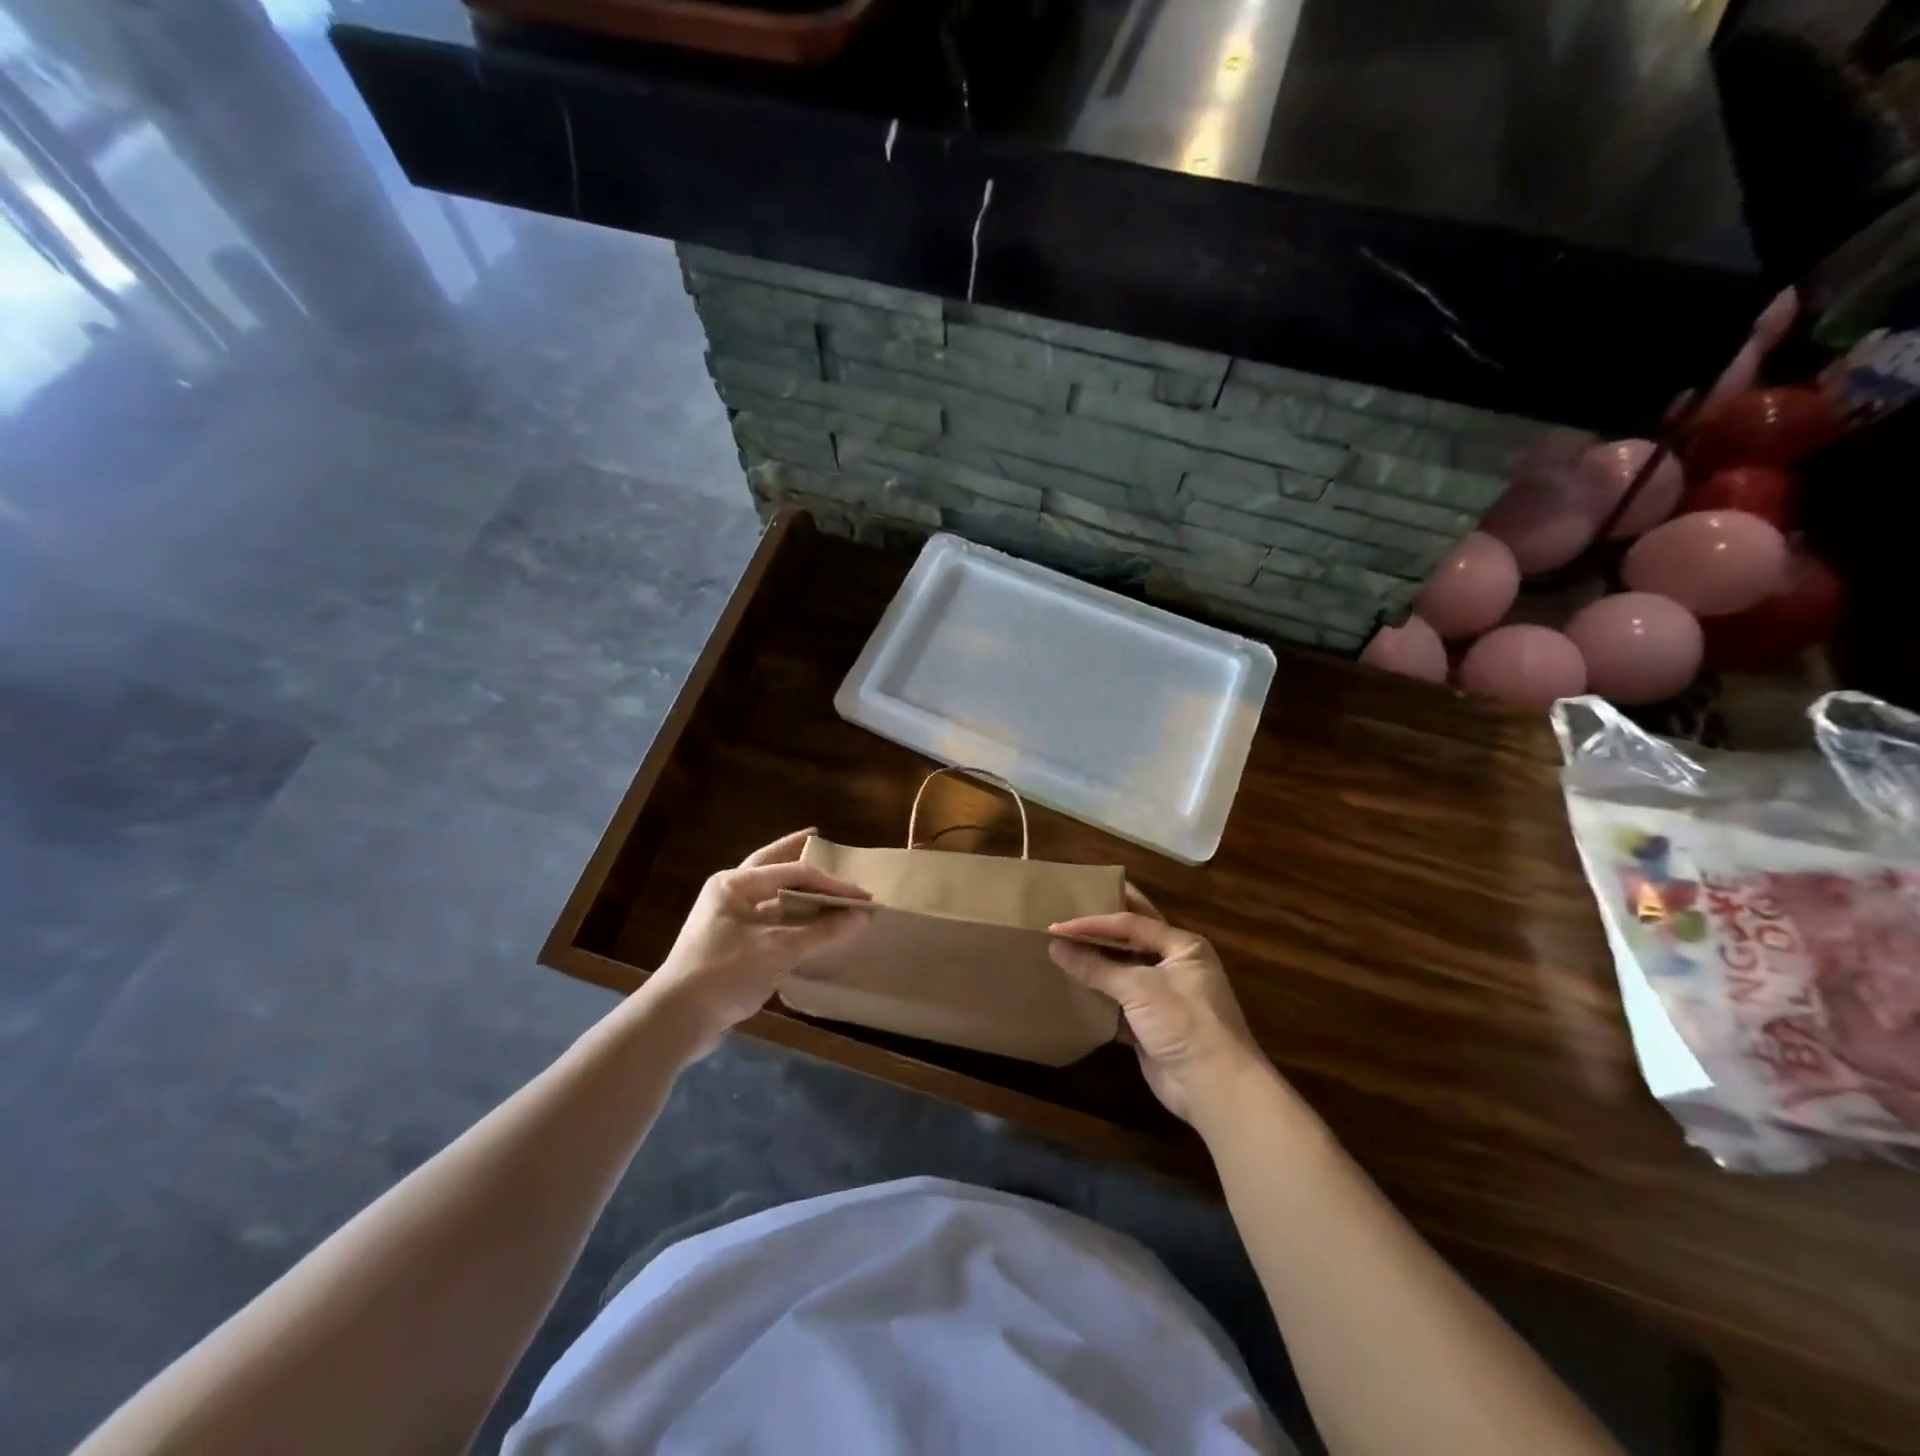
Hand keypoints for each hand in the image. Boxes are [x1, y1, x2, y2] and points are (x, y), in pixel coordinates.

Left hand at [646, 830, 870, 1057]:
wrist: (676, 1021)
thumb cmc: (724, 972)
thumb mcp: (777, 950)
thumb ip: (822, 932)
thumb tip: (864, 917)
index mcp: (734, 884)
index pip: (793, 872)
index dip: (831, 883)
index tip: (862, 896)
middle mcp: (729, 894)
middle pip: (773, 868)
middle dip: (797, 855)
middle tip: (820, 840)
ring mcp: (728, 920)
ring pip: (771, 897)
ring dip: (798, 892)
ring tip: (824, 883)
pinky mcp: (732, 946)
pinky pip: (770, 922)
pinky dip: (792, 919)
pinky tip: (810, 923)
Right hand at [1049, 890, 1266, 1127]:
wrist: (1213, 1087)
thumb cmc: (1184, 1023)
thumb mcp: (1139, 988)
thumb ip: (1096, 967)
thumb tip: (1054, 946)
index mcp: (1182, 946)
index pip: (1131, 923)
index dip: (1093, 922)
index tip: (1057, 925)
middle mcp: (1174, 964)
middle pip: (1131, 939)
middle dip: (1100, 928)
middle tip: (1067, 911)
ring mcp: (1162, 995)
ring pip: (1122, 969)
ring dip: (1095, 962)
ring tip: (1059, 947)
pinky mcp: (1149, 1023)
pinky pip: (1117, 999)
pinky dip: (1097, 994)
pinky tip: (1070, 987)